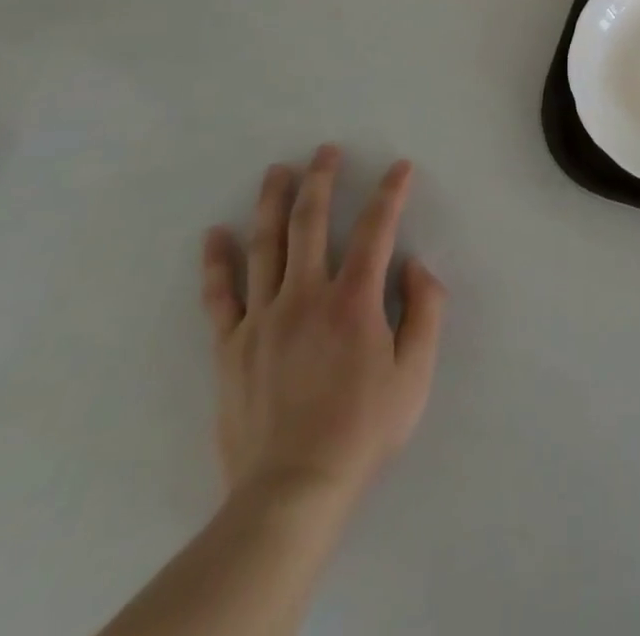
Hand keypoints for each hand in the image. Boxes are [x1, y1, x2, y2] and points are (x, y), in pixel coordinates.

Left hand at [201, 149, 446, 522]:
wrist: (291, 491)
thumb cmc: (363, 429)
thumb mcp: (415, 372)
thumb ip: (425, 311)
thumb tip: (416, 265)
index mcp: (354, 300)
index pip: (376, 229)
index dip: (390, 193)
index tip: (399, 167)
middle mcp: (306, 296)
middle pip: (311, 223)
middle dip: (321, 180)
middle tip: (324, 150)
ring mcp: (262, 319)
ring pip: (265, 246)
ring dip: (272, 203)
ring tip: (276, 171)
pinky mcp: (230, 347)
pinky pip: (220, 296)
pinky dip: (216, 262)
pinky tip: (214, 234)